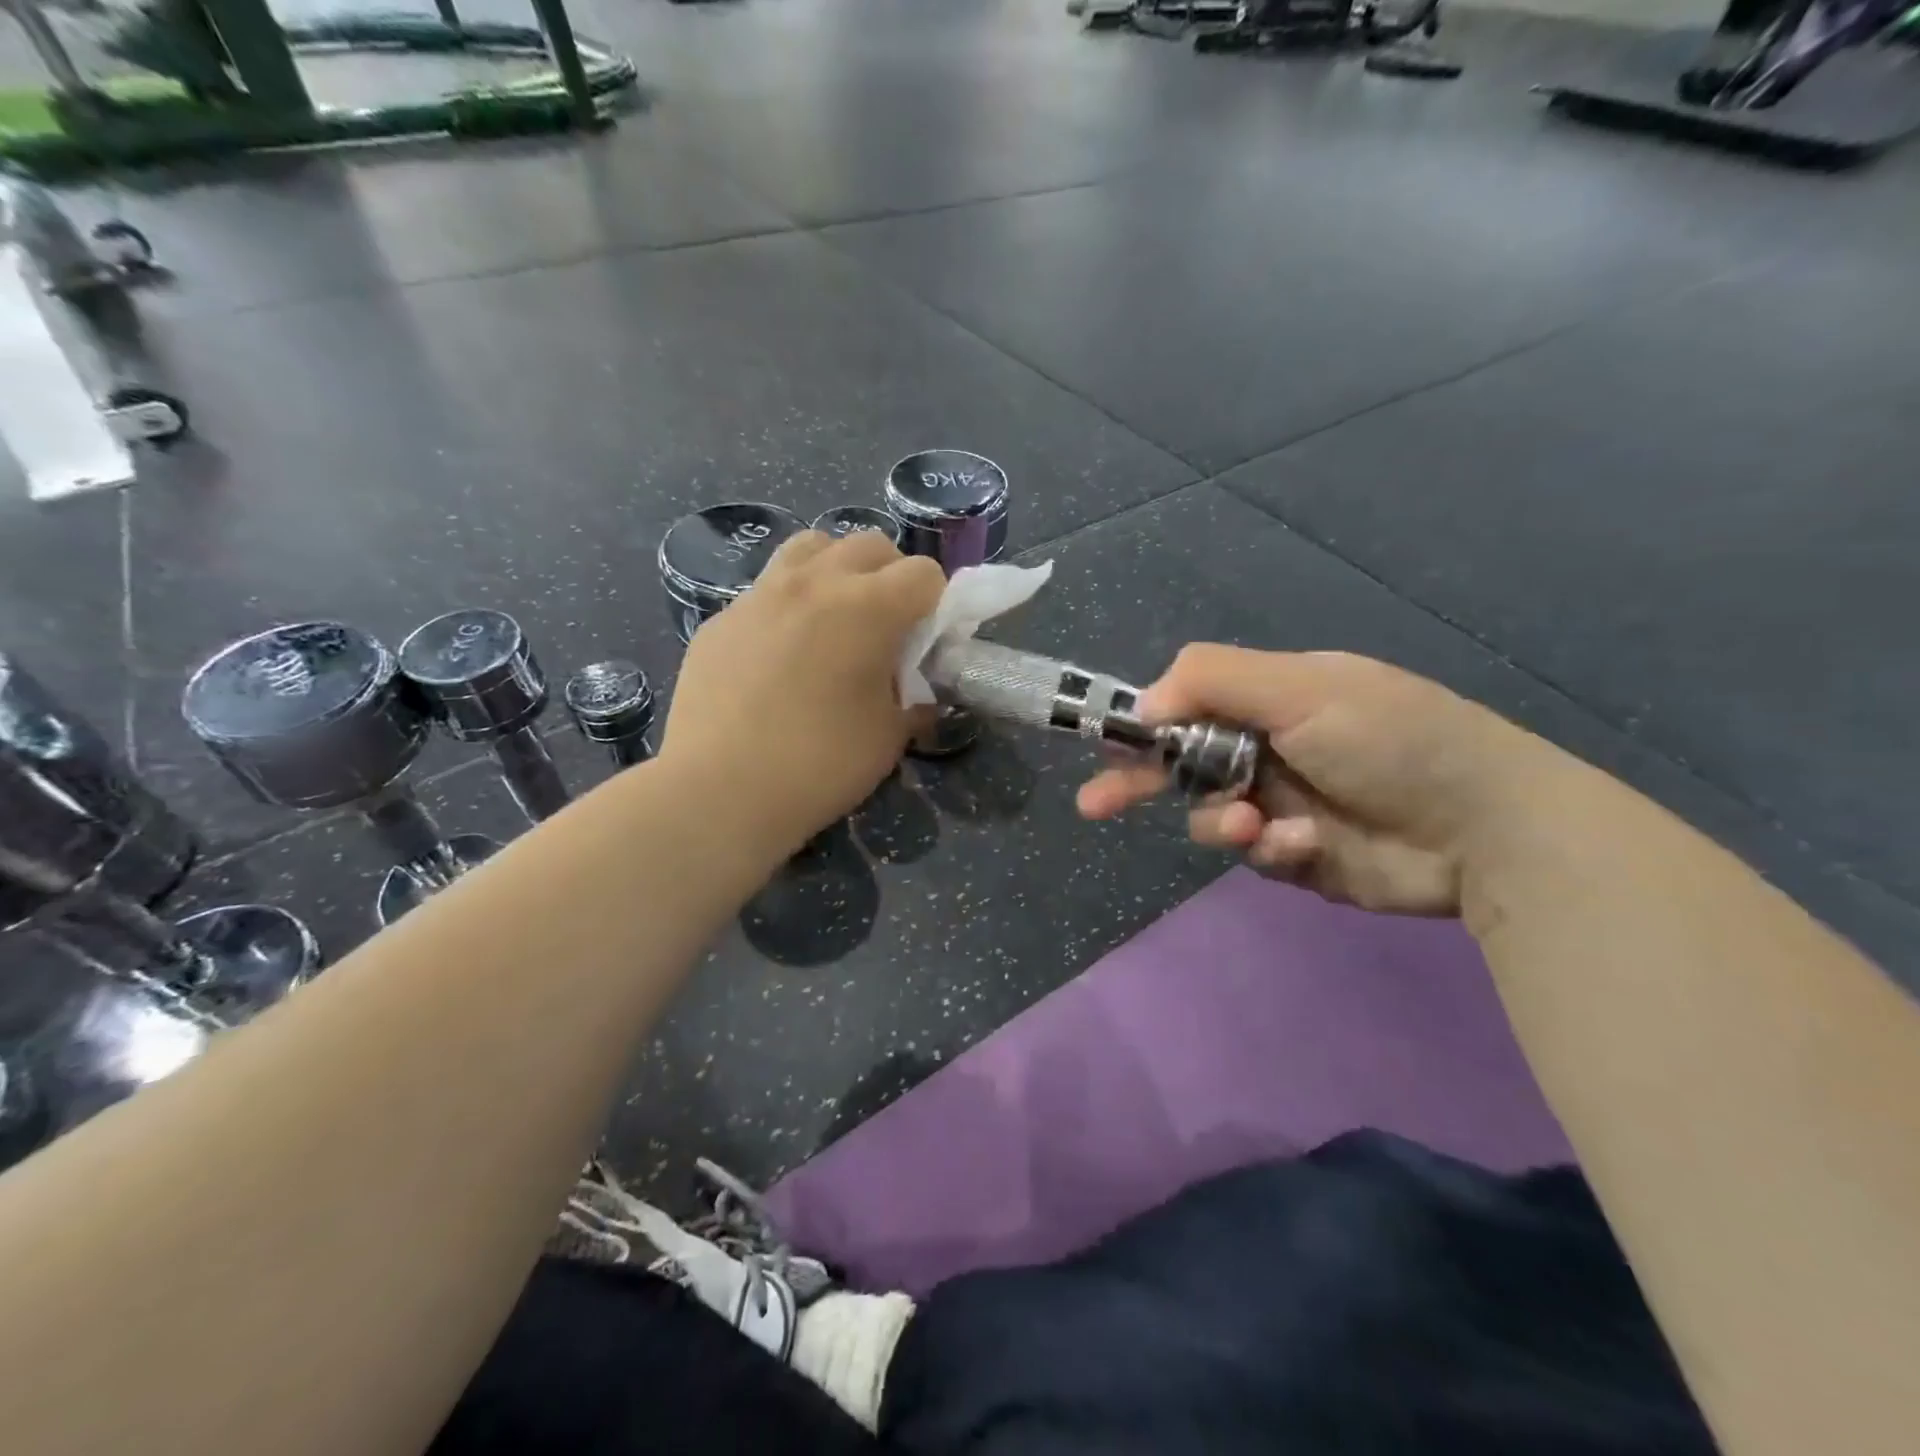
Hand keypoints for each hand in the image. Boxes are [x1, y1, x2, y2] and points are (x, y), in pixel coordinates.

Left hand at [660, 529, 944, 852]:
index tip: (928, 642)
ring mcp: (761, 594)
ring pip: (812, 547)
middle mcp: (814, 582)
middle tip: (888, 627)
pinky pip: (768, 588)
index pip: (924, 573)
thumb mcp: (888, 738)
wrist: (719, 792)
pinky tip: (782, 653)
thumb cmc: (820, 766)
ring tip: (835, 618)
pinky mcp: (722, 617)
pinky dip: (791, 603)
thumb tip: (918, 694)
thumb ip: (913, 701)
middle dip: (891, 577)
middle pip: (870, 545)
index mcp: (867, 608)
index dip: (937, 605)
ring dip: (837, 571)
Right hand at [1078, 647, 1547, 914]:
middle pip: (1183, 764)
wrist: (1488, 828)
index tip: (1104, 744)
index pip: (1186, 705)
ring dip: (1220, 821)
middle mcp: (1269, 748)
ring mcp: (1282, 803)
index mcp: (1270, 699)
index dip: (1142, 724)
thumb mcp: (1302, 688)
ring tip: (1250, 826)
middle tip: (1093, 805)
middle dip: (1139, 783)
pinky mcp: (1298, 855)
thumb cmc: (1391, 738)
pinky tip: (1305, 844)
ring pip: (1210, 815)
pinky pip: (1253, 854)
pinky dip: (1270, 849)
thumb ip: (1214, 681)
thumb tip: (1142, 703)